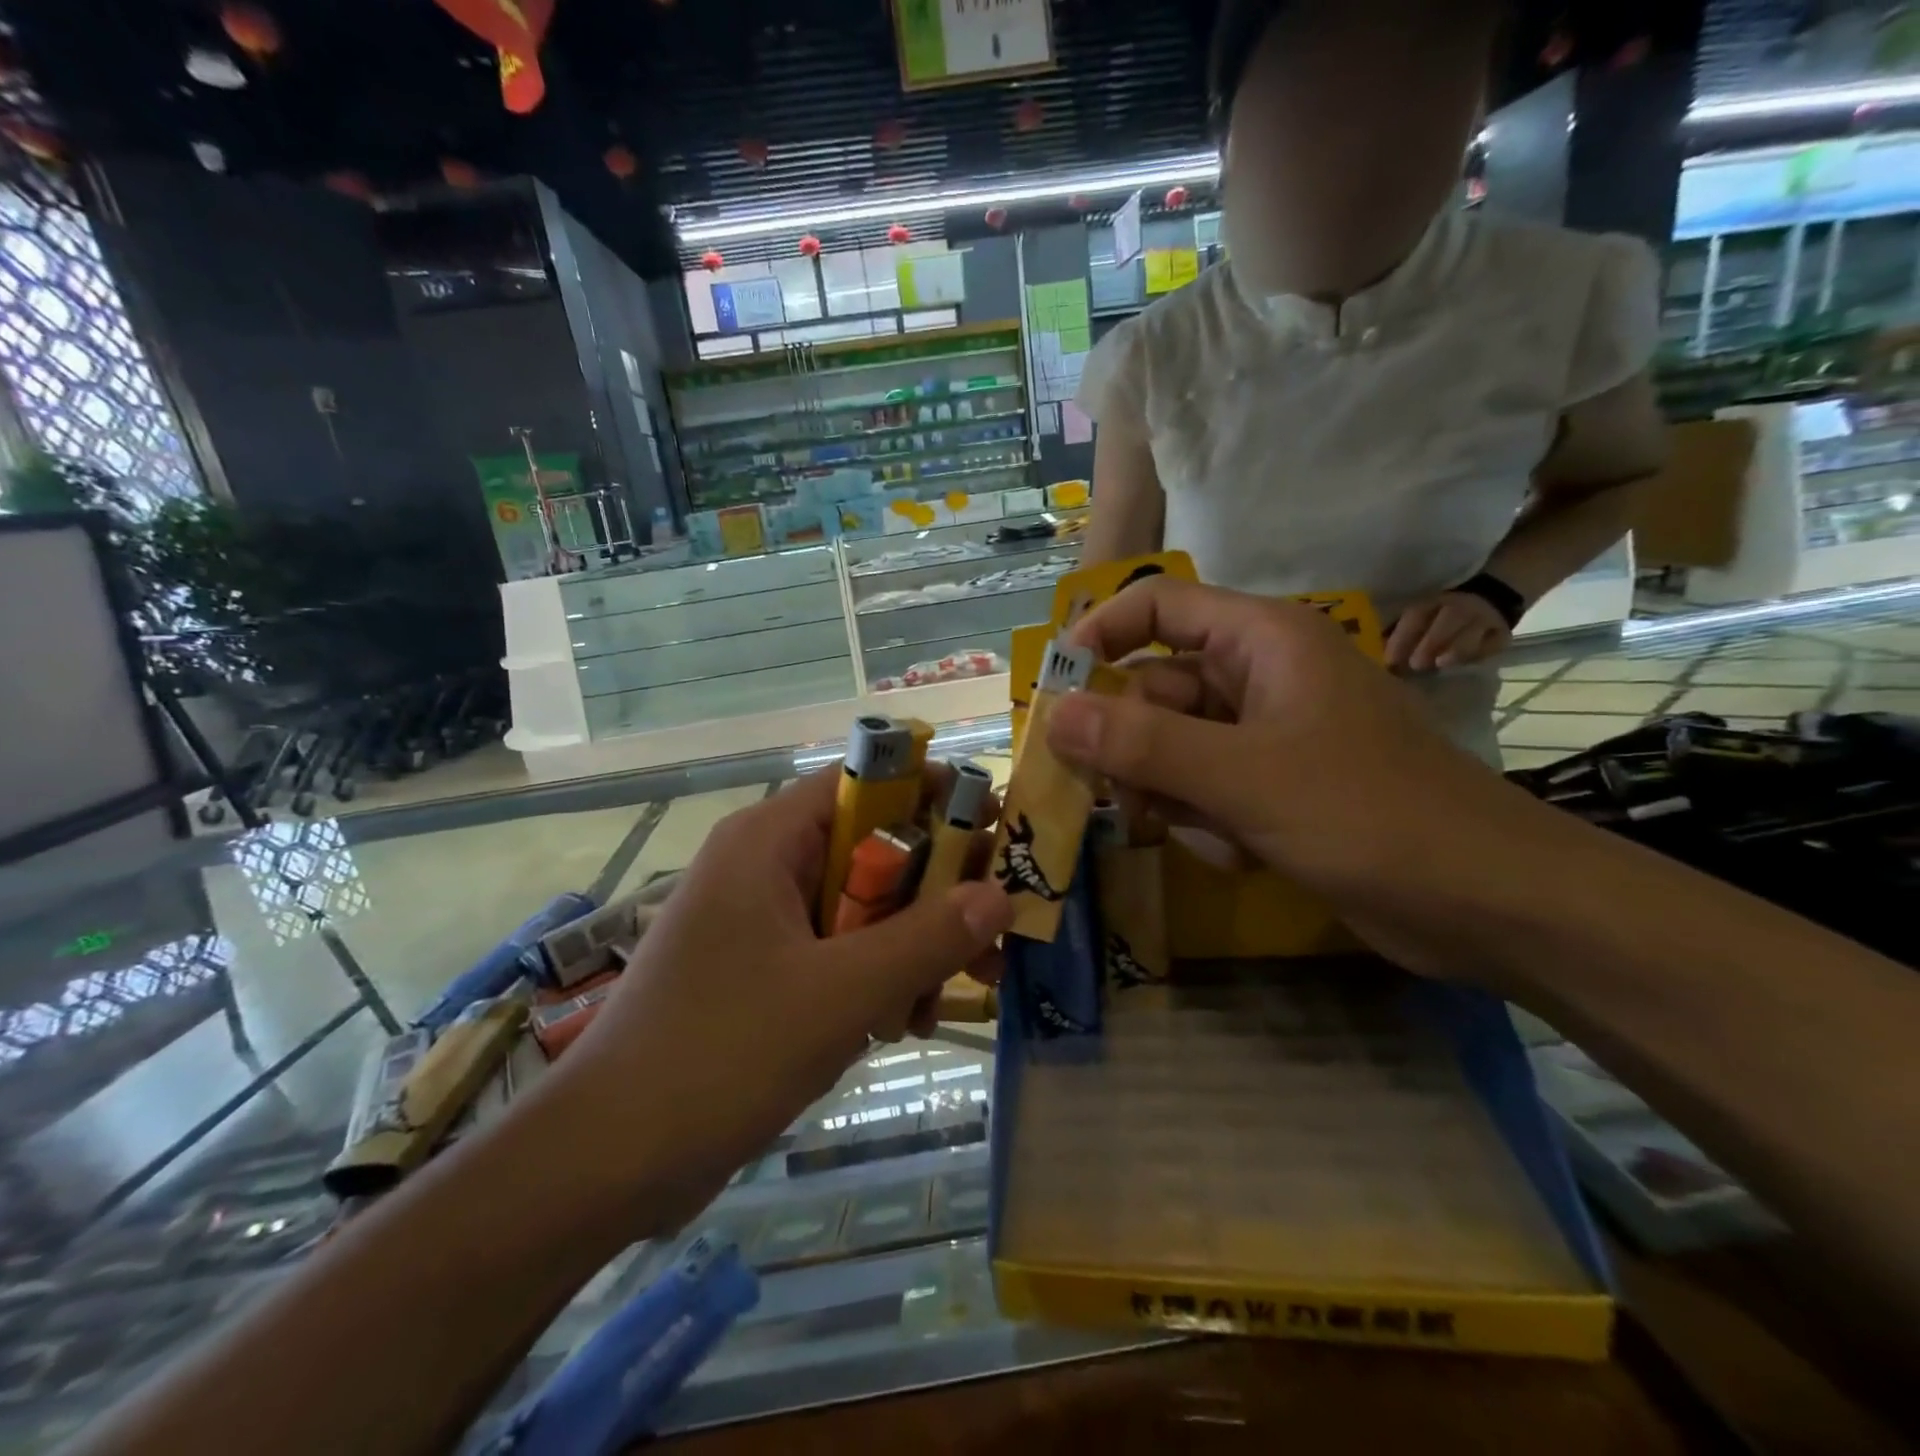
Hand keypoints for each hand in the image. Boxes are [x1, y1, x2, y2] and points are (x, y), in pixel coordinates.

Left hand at [554, 770, 1012, 1217]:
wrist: (605, 1161)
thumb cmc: (721, 1053)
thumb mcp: (841, 994)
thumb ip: (927, 939)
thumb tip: (1001, 894)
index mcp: (768, 840)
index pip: (866, 783)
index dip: (933, 796)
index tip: (995, 828)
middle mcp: (763, 866)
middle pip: (870, 848)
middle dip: (936, 889)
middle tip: (995, 926)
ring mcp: (759, 922)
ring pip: (859, 907)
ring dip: (912, 942)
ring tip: (960, 990)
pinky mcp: (759, 971)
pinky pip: (835, 952)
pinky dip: (875, 977)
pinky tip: (906, 1022)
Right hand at [1045, 576, 1502, 899]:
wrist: (1487, 902)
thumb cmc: (1368, 815)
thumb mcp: (1242, 777)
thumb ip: (1142, 744)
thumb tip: (1055, 716)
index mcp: (1262, 640)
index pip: (1159, 605)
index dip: (1100, 635)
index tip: (1054, 690)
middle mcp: (1260, 677)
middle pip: (1156, 688)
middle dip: (1130, 744)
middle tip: (1112, 794)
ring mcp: (1268, 735)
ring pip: (1174, 746)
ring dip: (1166, 792)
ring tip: (1193, 831)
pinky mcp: (1275, 787)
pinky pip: (1204, 787)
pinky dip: (1202, 820)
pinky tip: (1237, 853)